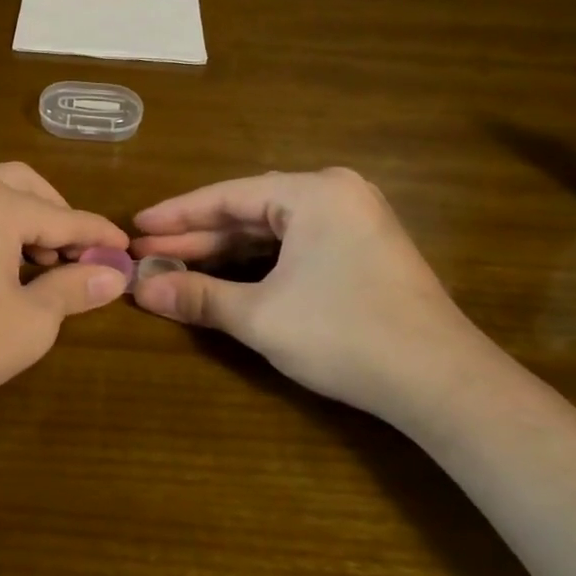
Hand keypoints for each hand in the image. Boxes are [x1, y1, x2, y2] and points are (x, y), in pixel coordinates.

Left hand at [0, 162, 129, 440]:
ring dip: (24, 221)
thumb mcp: (31, 321)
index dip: (98, 235)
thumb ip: (75, 288)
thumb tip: (113, 274)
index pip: (63, 216)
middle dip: (58, 217)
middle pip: (26, 187)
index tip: (124, 250)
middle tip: (77, 257)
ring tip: (40, 268)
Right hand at [130, 168, 500, 422]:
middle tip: (146, 251)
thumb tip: (140, 289)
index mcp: (313, 192)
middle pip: (248, 211)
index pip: (227, 196)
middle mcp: (335, 194)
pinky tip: (224, 276)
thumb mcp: (260, 316)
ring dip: (224, 251)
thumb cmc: (345, 335)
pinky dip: (257, 263)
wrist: (440, 383)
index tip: (135, 227)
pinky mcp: (362, 251)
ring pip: (271, 231)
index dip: (175, 214)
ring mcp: (354, 221)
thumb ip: (197, 296)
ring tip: (175, 264)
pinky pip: (295, 246)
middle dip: (196, 236)